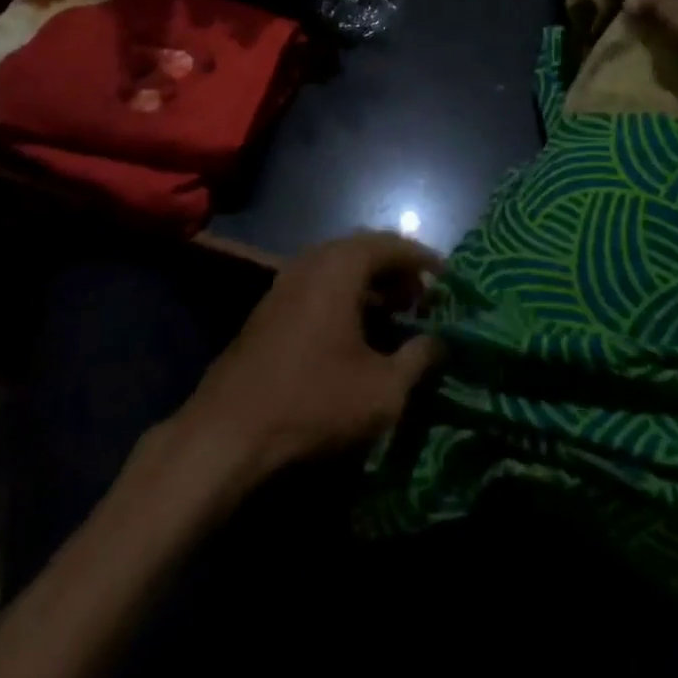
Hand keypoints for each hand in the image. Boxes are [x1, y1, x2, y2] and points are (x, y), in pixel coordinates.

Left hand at [169, 232, 444, 485]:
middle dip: (398, 271)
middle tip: (423, 299)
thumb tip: (441, 341)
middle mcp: (312, 260)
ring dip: (371, 284)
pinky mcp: (270, 305)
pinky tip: (356, 331)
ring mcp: (286, 280)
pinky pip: (318, 284)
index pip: (393, 245)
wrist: (229, 432)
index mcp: (341, 266)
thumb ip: (419, 358)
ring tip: (396, 315)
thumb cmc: (315, 402)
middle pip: (365, 250)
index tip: (448, 280)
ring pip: (339, 267)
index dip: (424, 260)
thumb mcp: (383, 389)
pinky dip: (345, 296)